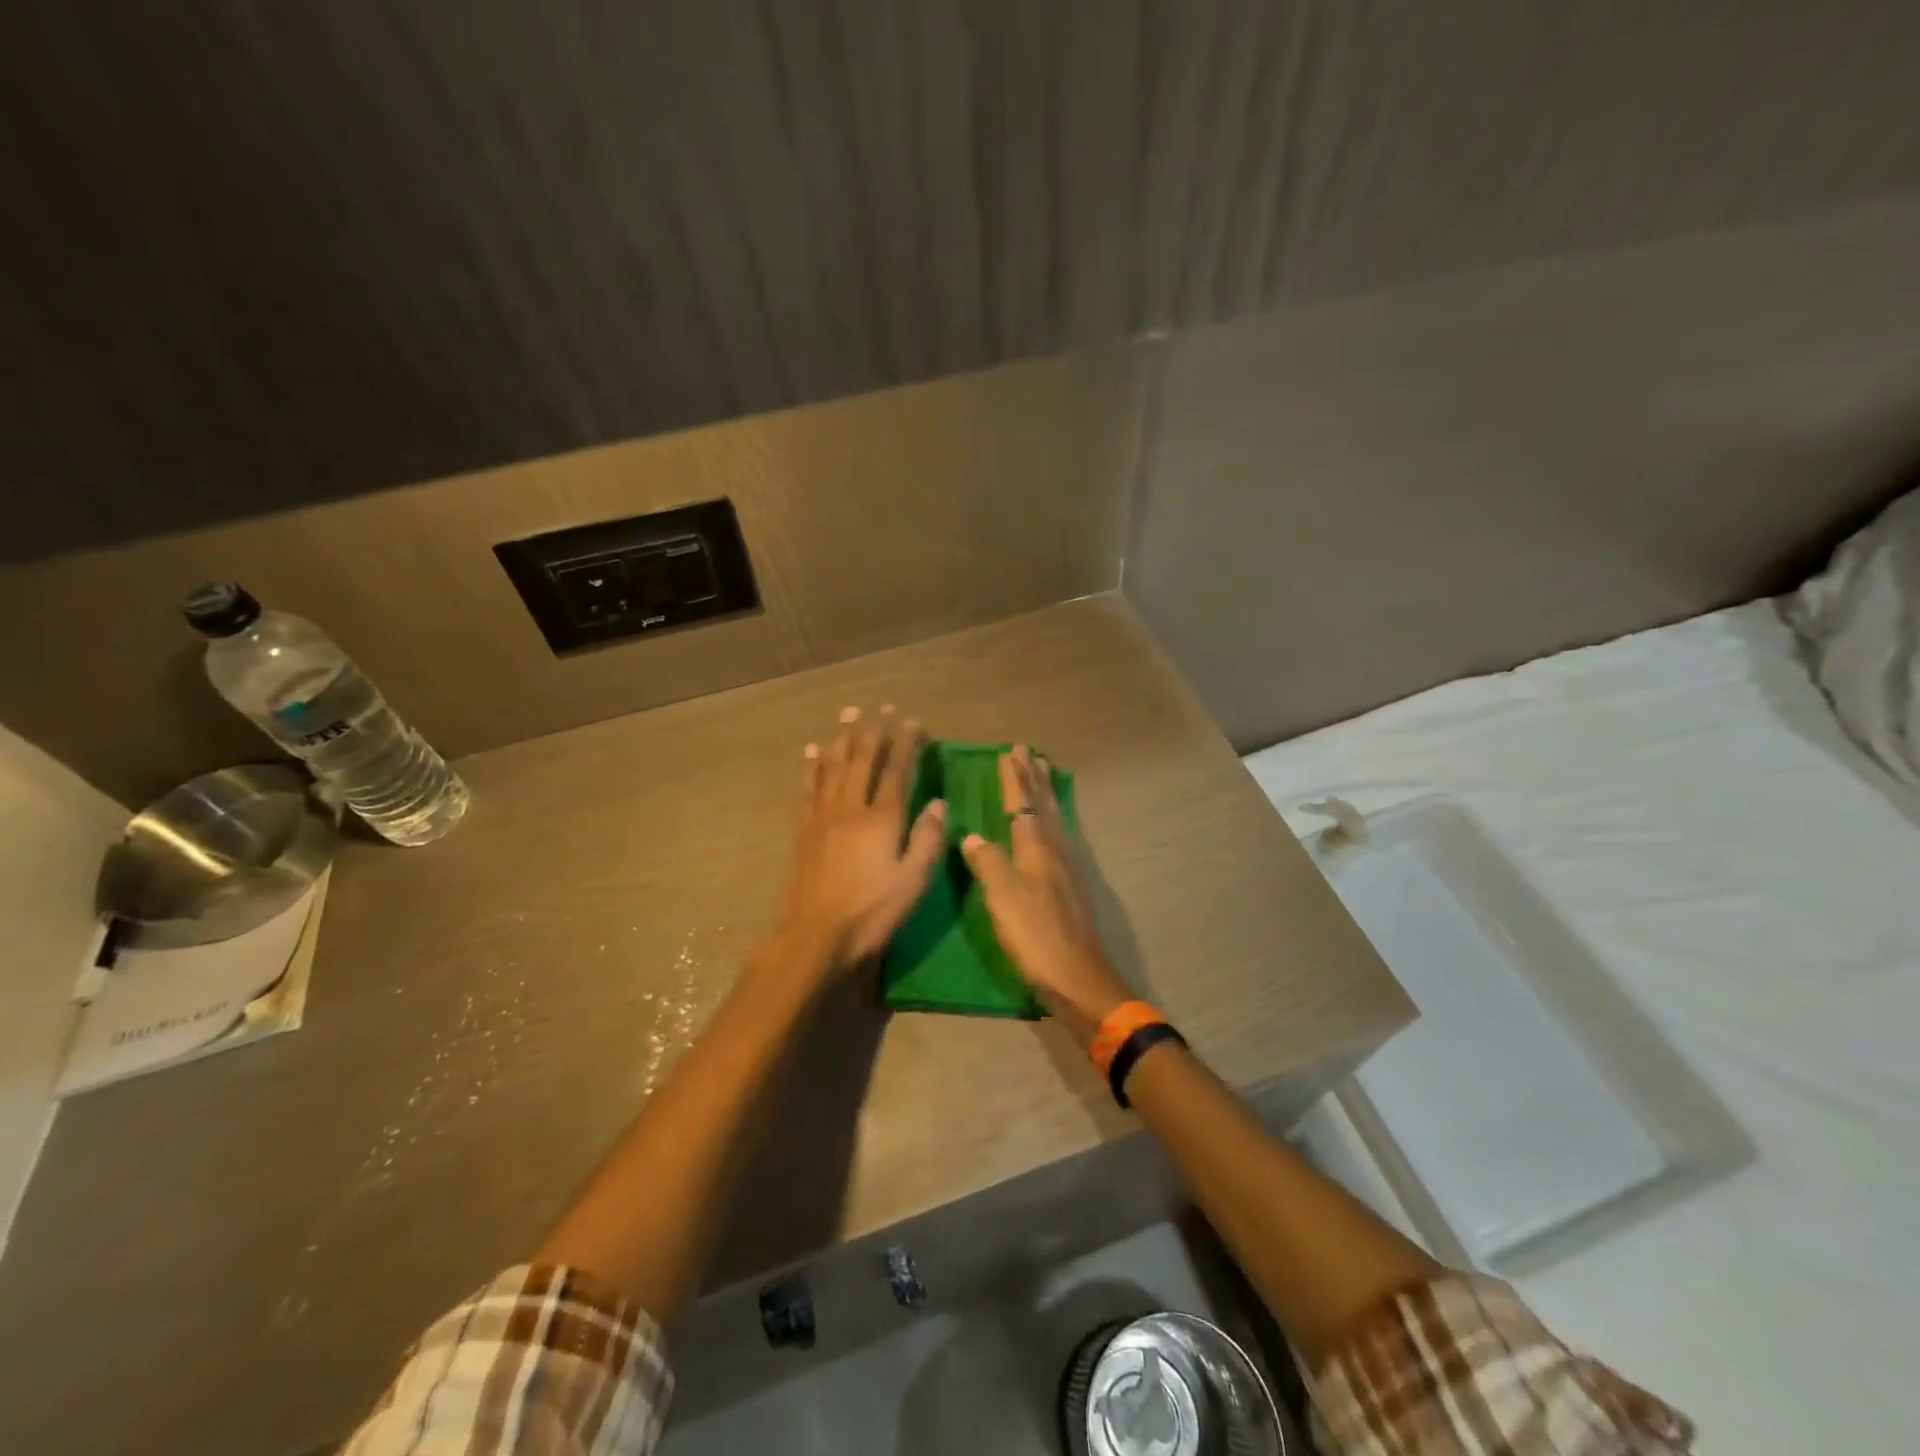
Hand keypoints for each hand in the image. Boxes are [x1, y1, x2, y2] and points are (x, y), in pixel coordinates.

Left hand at [773, 706, 946, 970]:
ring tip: (848, 713)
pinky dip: (811, 767)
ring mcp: (823, 817)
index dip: (905, 744)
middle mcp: (851, 808)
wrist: (814, 936)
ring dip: (842, 737)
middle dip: (873, 730)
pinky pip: (807, 789)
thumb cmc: (872, 912)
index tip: (912, 721)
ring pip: (834, 767)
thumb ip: (927, 839)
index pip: (896, 771)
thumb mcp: (913, 881)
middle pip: (863, 760)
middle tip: (880, 705)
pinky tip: (812, 751)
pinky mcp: (803, 830)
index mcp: (882, 819)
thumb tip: (936, 802)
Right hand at [960, 746, 1131, 1046]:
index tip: (1009, 753)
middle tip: (1029, 752)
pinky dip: (1052, 818)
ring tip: (1043, 773)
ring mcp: (1067, 867)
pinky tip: (1051, 825)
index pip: (1023, 803)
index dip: (1015, 779)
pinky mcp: (1071, 885)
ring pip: (1054, 818)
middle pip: (1043, 805)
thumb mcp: (1003, 898)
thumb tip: (972, 835)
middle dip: (1033, 778)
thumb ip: (987, 862)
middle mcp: (1055, 850)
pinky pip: (1059, 835)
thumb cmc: (1035, 935)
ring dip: (1046, 793)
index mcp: (1036, 848)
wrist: (1078, 977)